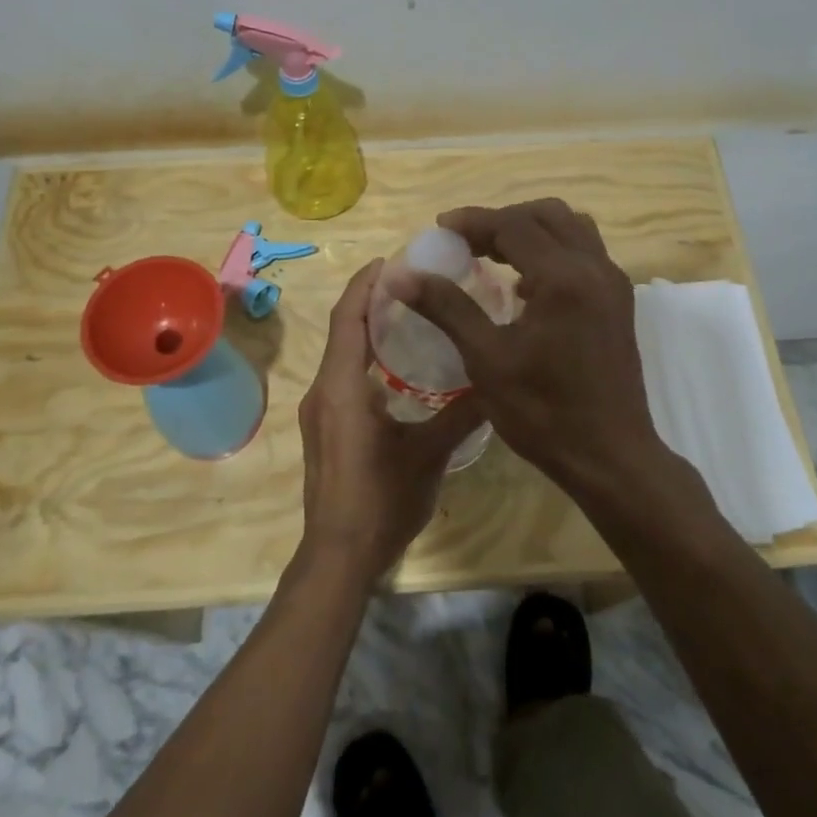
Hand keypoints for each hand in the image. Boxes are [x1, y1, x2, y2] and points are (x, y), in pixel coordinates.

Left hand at [298, 259, 481, 579]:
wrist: (338, 556)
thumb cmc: (381, 501)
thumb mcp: (428, 454)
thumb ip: (462, 414)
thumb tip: (496, 382)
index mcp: (341, 387)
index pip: (348, 319)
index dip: (366, 284)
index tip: (392, 260)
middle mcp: (323, 390)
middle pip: (343, 329)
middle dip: (370, 300)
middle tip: (412, 281)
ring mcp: (320, 411)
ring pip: (341, 353)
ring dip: (367, 328)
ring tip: (409, 312)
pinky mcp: (325, 428)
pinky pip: (342, 375)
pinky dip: (365, 356)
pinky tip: (397, 364)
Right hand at [402, 198, 668, 495]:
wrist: (610, 457)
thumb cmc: (543, 412)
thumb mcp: (486, 359)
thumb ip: (446, 307)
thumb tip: (401, 275)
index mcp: (563, 278)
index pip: (513, 225)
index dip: (473, 221)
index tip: (440, 229)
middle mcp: (594, 268)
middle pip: (547, 215)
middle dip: (503, 220)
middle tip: (466, 241)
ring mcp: (613, 283)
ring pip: (571, 229)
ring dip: (531, 231)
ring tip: (494, 255)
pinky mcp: (619, 301)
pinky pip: (584, 253)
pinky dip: (553, 251)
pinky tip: (526, 287)